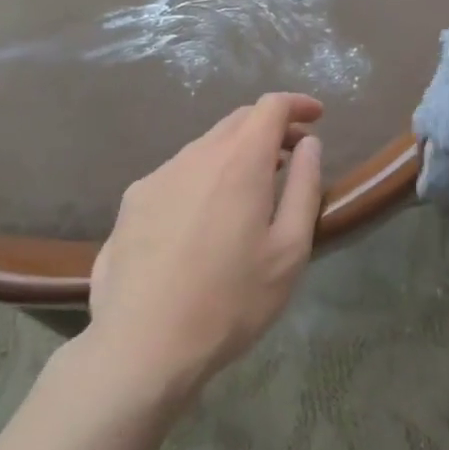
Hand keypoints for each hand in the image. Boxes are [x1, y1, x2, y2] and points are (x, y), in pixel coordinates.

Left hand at [88, 93, 323, 394]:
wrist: (142, 345)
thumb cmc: (230, 301)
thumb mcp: (288, 251)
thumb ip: (305, 188)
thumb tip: (309, 145)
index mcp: (239, 161)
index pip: (270, 106)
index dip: (297, 104)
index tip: (316, 117)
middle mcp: (195, 155)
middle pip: (237, 120)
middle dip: (269, 128)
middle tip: (292, 155)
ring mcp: (158, 176)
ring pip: (205, 146)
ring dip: (235, 153)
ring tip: (251, 189)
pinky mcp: (132, 201)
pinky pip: (178, 173)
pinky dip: (204, 176)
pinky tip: (205, 218)